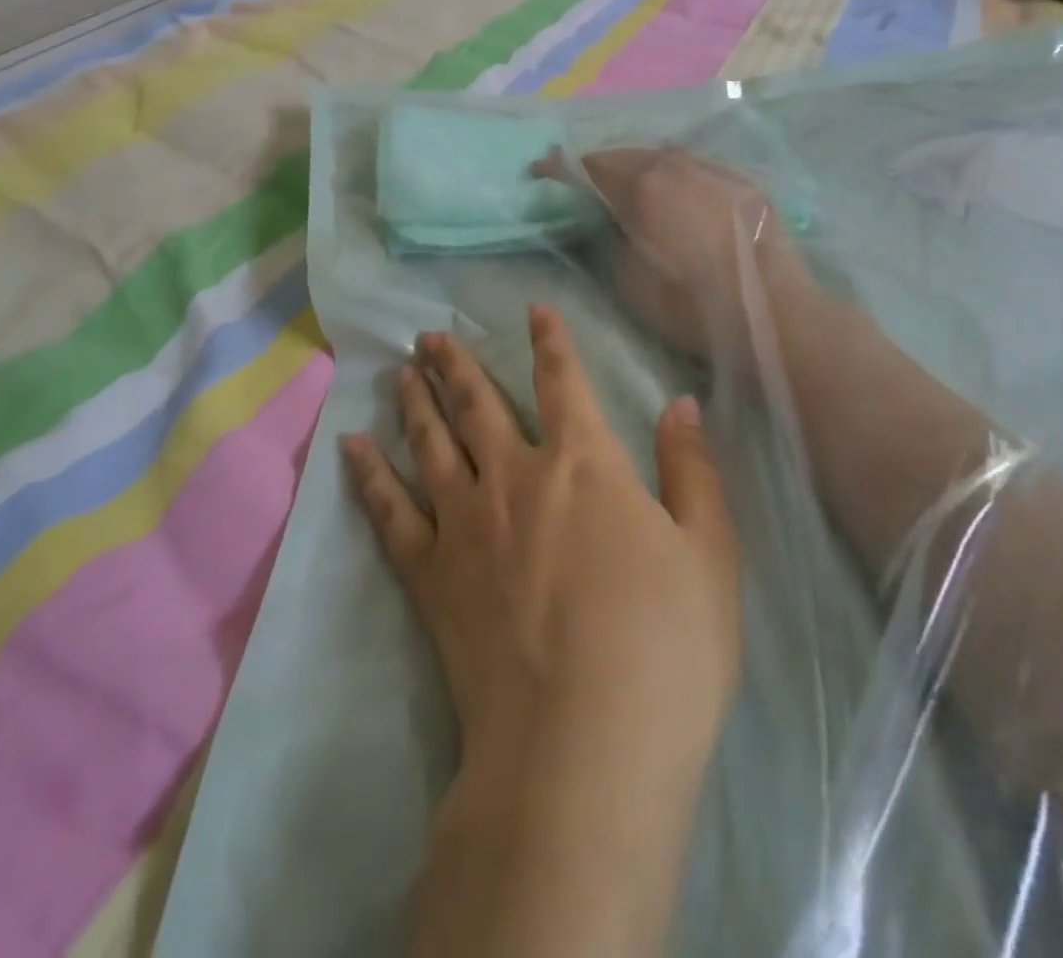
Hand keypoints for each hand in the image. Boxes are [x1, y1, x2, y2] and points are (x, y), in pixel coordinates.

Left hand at [342, 305, 741, 780]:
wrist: (582, 752)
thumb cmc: (664, 651)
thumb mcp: (709, 556)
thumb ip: (692, 471)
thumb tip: (681, 404)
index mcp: (584, 464)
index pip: (564, 381)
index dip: (550, 341)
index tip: (533, 310)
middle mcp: (515, 476)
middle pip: (478, 403)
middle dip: (455, 364)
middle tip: (428, 335)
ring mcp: (464, 523)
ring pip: (430, 442)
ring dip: (414, 401)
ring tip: (398, 370)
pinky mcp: (430, 574)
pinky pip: (390, 511)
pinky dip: (369, 474)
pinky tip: (353, 447)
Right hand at [541, 148, 807, 359]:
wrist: (770, 312)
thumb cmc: (688, 303)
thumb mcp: (626, 280)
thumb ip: (604, 239)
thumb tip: (597, 219)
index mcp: (642, 184)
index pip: (589, 165)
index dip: (559, 169)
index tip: (540, 172)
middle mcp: (676, 164)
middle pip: (627, 155)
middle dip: (600, 166)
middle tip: (585, 184)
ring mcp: (715, 170)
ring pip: (665, 157)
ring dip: (641, 167)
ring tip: (631, 185)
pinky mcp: (744, 184)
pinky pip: (698, 169)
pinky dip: (677, 177)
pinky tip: (680, 195)